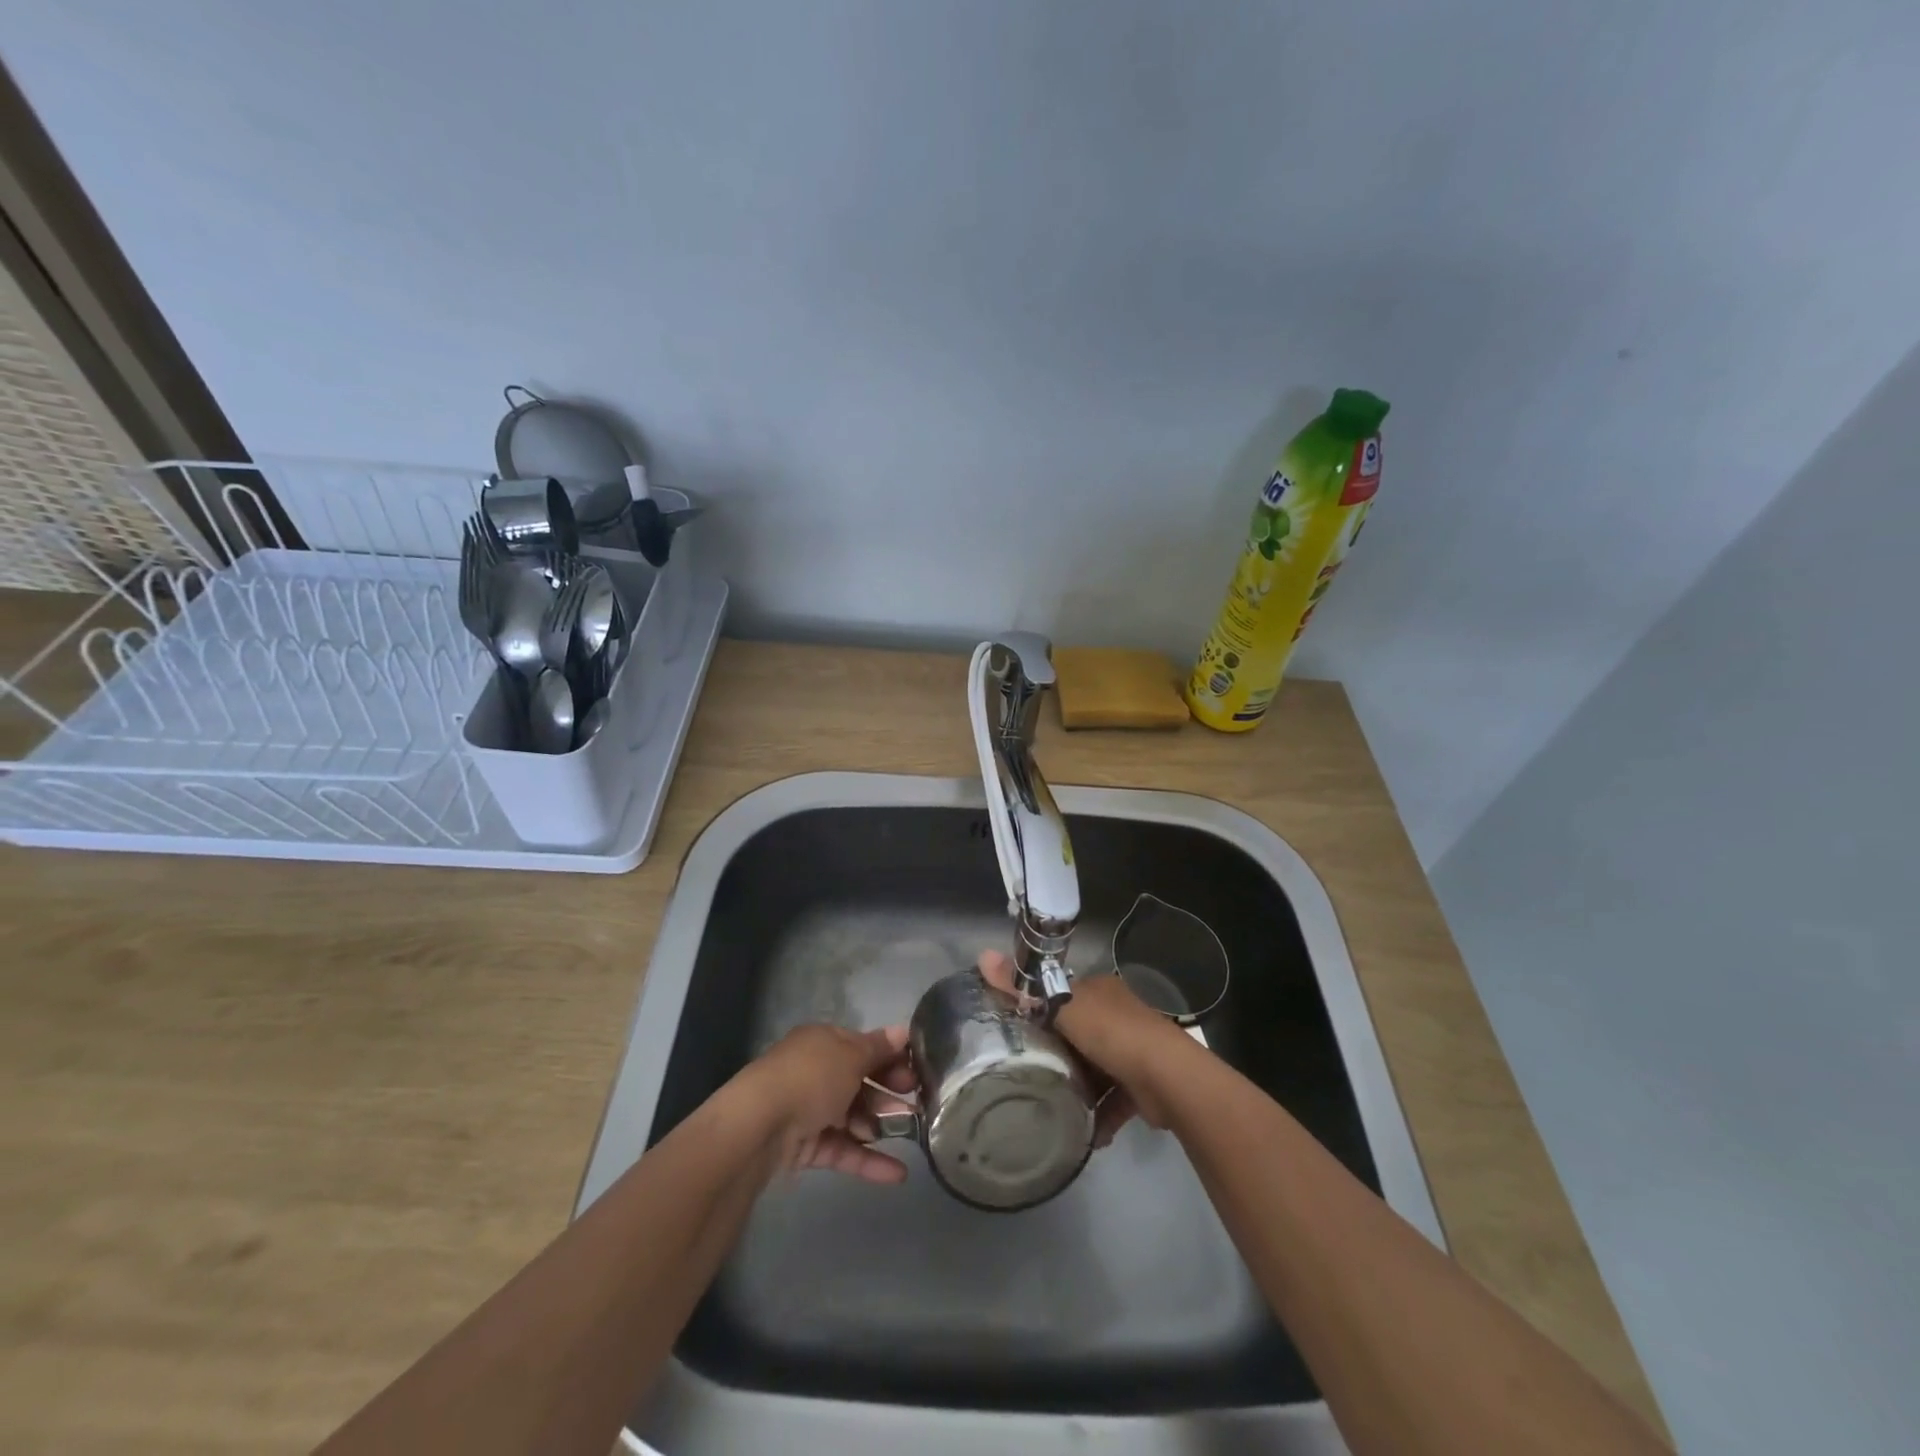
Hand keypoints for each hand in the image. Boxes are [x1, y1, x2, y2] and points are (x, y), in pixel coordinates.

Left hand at [736, 1023, 919, 1184]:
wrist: (758, 1127)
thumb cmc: (810, 1078)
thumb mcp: (851, 1055)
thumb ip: (878, 1048)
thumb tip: (903, 1031)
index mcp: (823, 1042)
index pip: (863, 1046)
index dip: (891, 1057)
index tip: (917, 1073)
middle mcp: (815, 1072)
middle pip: (859, 1081)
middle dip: (889, 1093)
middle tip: (919, 1105)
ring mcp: (809, 1110)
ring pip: (852, 1116)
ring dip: (880, 1126)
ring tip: (911, 1135)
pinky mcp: (805, 1146)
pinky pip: (842, 1149)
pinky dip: (868, 1160)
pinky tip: (898, 1174)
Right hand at [975, 949, 1193, 1146]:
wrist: (1167, 1078)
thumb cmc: (1112, 1033)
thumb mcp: (1062, 1006)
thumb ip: (1024, 988)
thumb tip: (982, 955)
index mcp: (1101, 990)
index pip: (1064, 993)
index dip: (1041, 1007)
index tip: (1016, 1029)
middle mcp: (1118, 1015)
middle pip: (1079, 1032)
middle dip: (1059, 1052)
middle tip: (1027, 1070)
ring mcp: (1133, 1051)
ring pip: (1096, 1068)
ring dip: (1079, 1087)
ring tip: (1048, 1105)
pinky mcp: (1142, 1086)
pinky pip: (1113, 1100)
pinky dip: (1099, 1116)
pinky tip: (1081, 1133)